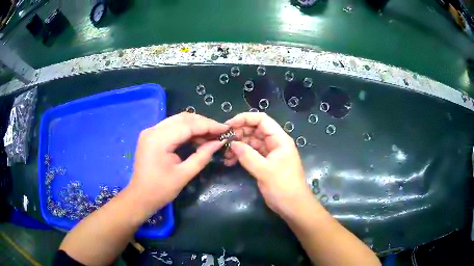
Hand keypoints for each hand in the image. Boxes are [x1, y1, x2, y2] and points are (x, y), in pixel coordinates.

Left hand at [127, 112, 228, 216]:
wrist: (140, 197)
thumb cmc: (160, 190)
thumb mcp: (184, 175)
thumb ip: (202, 156)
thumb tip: (219, 143)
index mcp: (159, 139)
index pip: (188, 125)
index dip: (209, 126)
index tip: (225, 129)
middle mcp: (153, 130)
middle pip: (183, 118)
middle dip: (203, 123)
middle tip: (219, 132)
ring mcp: (150, 131)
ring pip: (178, 120)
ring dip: (195, 126)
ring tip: (211, 135)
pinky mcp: (151, 136)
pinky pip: (172, 127)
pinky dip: (186, 130)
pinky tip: (197, 137)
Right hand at [224, 113, 313, 217]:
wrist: (293, 207)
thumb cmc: (283, 187)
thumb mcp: (265, 171)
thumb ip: (247, 156)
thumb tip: (232, 143)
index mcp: (279, 139)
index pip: (262, 120)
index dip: (245, 118)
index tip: (228, 125)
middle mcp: (275, 143)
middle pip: (255, 130)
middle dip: (239, 133)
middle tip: (223, 141)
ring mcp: (270, 153)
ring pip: (251, 142)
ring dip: (238, 146)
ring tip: (225, 154)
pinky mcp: (265, 163)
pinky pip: (251, 154)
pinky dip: (241, 156)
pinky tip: (230, 161)